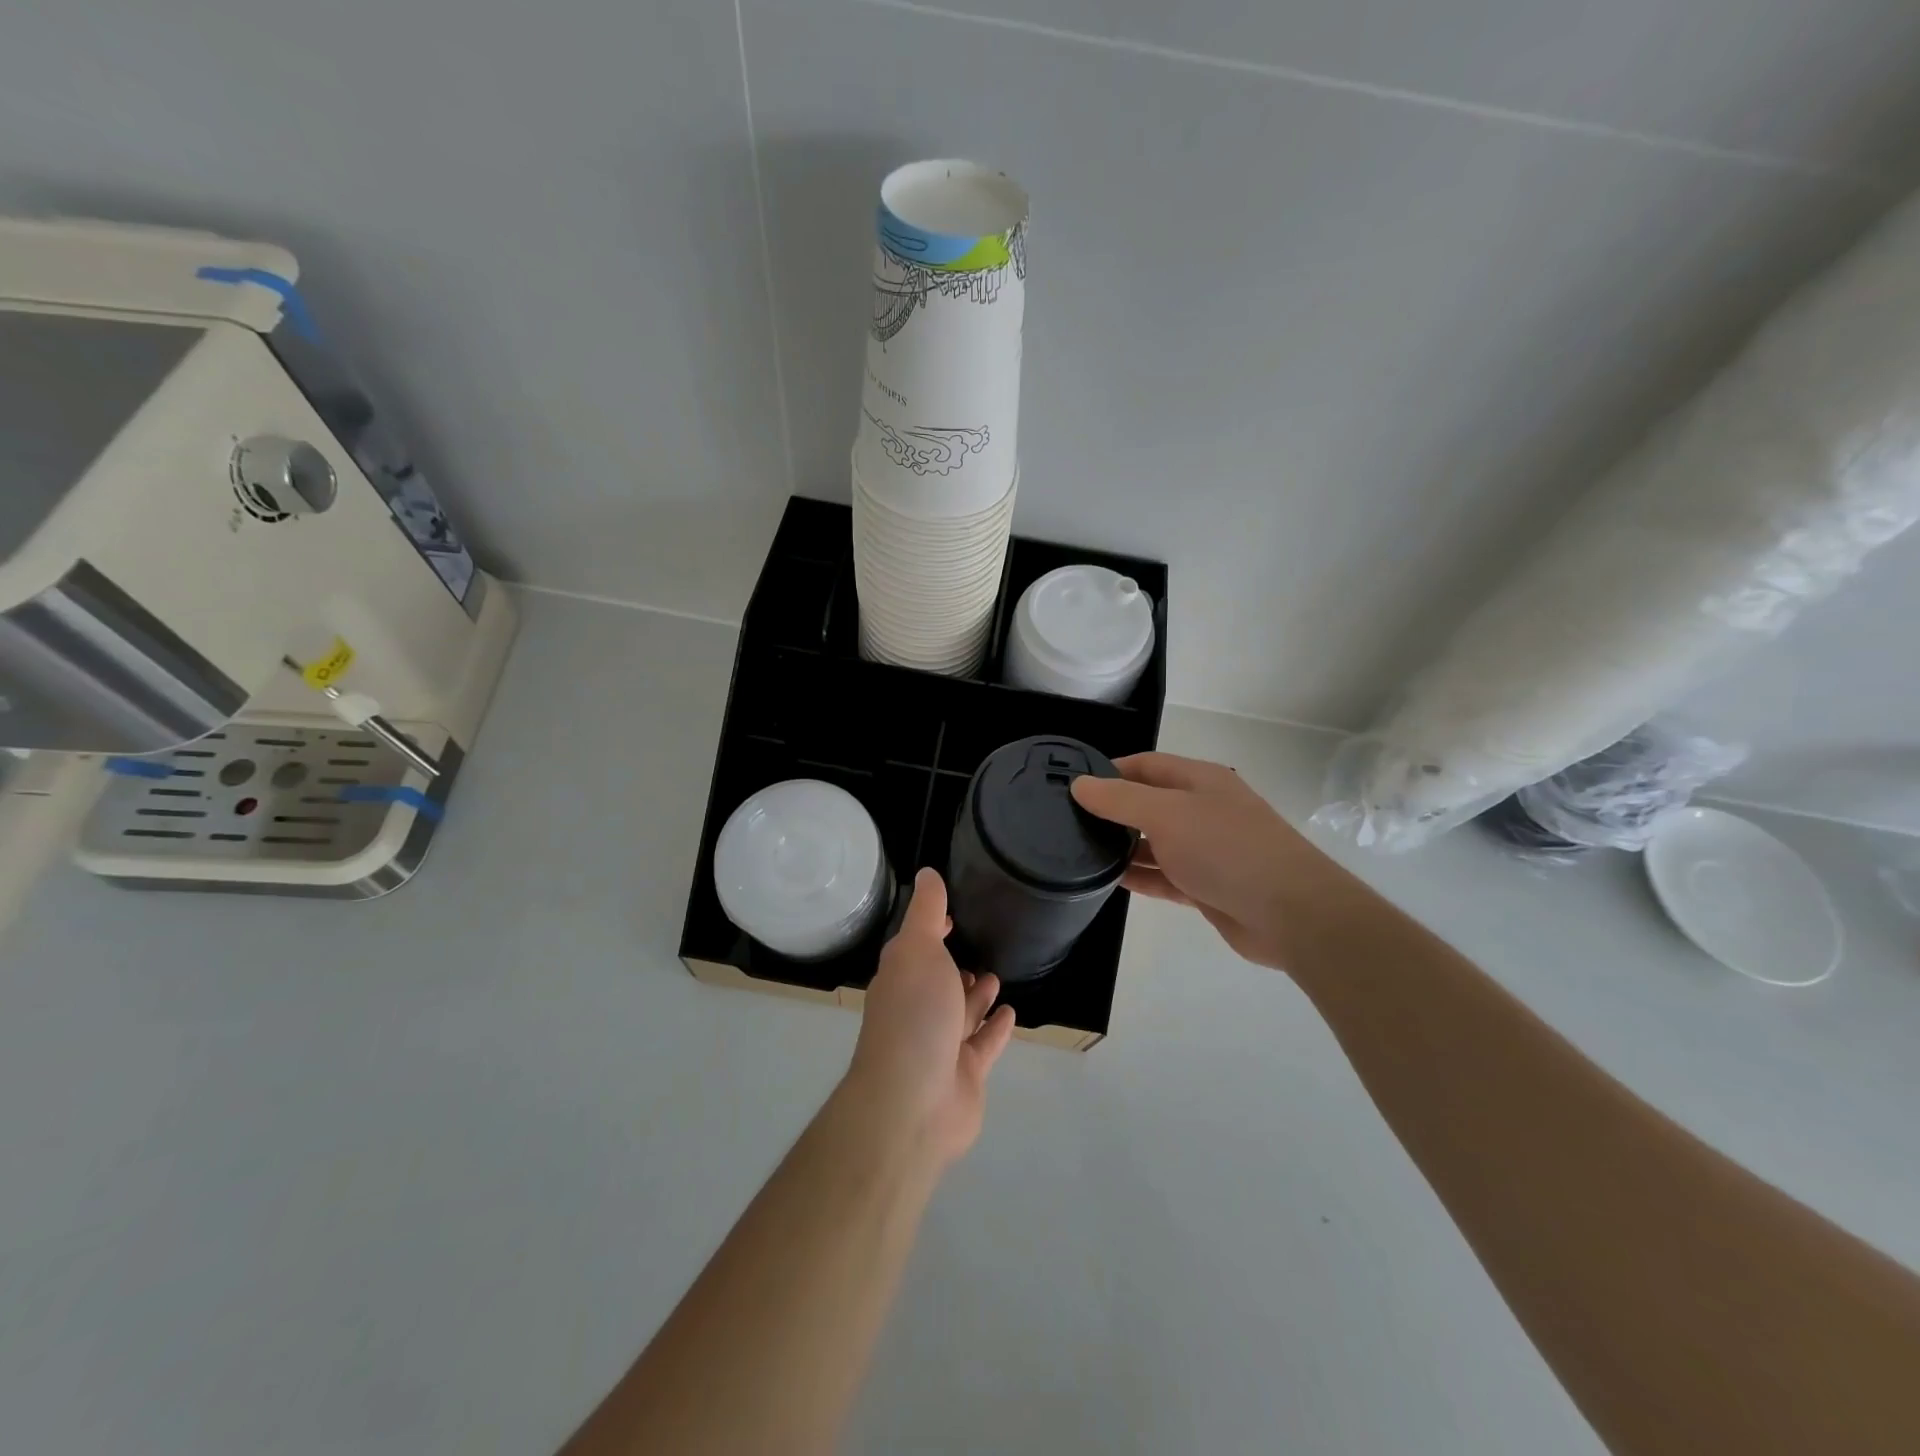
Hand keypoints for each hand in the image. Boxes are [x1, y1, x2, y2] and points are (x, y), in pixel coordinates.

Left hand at [844, 868, 1016, 1170]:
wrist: (913, 1102)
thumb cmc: (914, 1014)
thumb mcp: (918, 948)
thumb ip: (925, 911)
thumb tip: (927, 872)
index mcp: (901, 978)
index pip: (915, 947)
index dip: (931, 930)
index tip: (950, 916)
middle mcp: (917, 1010)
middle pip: (938, 984)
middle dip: (955, 967)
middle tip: (981, 950)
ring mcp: (940, 1046)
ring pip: (961, 1014)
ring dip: (976, 996)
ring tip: (996, 976)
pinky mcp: (965, 1075)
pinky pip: (983, 1045)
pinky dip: (995, 1028)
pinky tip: (1010, 1013)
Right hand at [1071, 752, 1314, 970]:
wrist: (1289, 913)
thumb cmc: (1225, 849)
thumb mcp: (1166, 814)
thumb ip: (1120, 799)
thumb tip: (1079, 784)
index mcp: (1199, 781)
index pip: (1145, 765)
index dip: (1109, 770)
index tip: (1072, 785)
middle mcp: (1202, 810)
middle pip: (1149, 803)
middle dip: (1112, 810)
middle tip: (1067, 821)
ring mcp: (1206, 850)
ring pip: (1154, 843)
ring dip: (1122, 846)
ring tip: (1078, 851)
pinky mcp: (1206, 886)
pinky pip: (1164, 876)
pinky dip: (1139, 876)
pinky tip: (1107, 880)